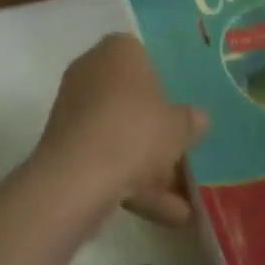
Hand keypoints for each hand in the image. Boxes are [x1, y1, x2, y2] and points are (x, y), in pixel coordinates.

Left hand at [34, 35, 208, 226]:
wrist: (76, 179)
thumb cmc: (135, 131)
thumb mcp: (178, 126)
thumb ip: (190, 121)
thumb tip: (200, 119)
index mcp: (119, 49)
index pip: (146, 58)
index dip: (166, 86)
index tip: (181, 111)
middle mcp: (93, 70)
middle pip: (132, 100)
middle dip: (157, 133)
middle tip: (183, 156)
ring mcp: (75, 109)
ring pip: (119, 134)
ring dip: (148, 167)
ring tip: (183, 205)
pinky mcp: (64, 147)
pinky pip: (104, 158)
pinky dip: (130, 183)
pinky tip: (165, 215)